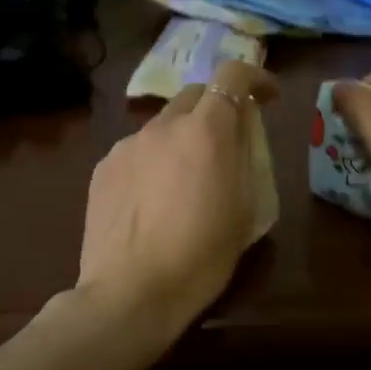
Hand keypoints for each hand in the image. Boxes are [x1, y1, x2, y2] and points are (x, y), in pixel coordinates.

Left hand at [76, 59, 278, 329]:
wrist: (131, 293)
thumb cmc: (201, 257)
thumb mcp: (245, 210)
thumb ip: (245, 159)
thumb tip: (240, 134)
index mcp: (206, 132)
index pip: (232, 76)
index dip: (254, 78)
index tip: (268, 98)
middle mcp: (163, 126)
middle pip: (195, 94)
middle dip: (216, 108)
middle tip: (227, 142)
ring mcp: (127, 145)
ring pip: (162, 125)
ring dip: (182, 137)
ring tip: (185, 179)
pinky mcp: (103, 168)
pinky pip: (136, 151)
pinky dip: (153, 161)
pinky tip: (153, 199)